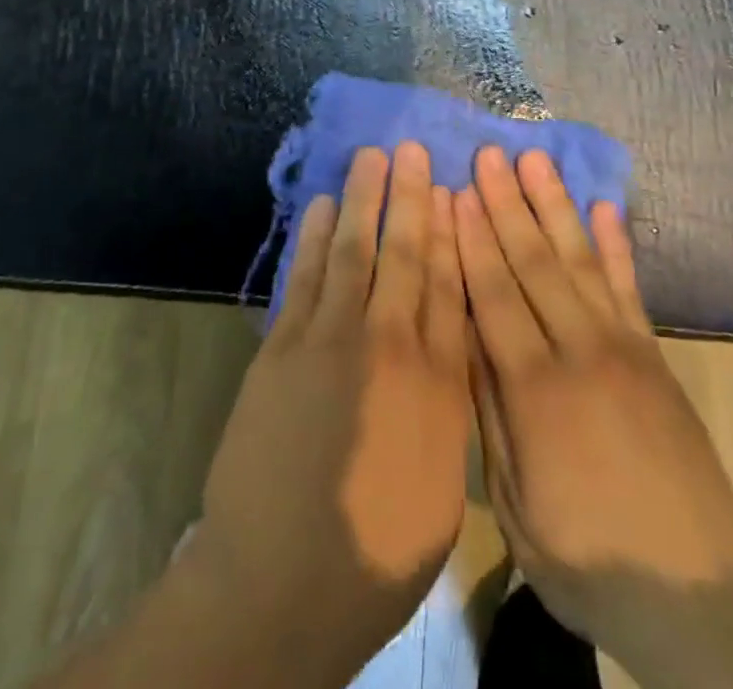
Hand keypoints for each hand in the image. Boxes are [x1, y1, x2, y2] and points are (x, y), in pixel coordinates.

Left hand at [185, 141, 471, 684]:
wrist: (282, 582)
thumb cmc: (376, 550)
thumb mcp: (442, 485)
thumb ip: (448, 405)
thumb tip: (450, 345)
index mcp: (436, 383)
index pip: (448, 285)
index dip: (450, 231)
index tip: (451, 189)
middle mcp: (388, 345)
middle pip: (405, 256)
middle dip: (411, 198)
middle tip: (413, 150)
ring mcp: (329, 340)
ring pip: (353, 252)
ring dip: (362, 200)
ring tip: (371, 157)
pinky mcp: (282, 347)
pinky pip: (304, 278)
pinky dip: (313, 238)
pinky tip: (322, 206)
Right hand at [456, 148, 732, 660]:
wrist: (700, 601)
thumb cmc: (589, 560)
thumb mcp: (515, 504)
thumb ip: (489, 414)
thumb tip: (463, 336)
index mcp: (535, 390)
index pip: (492, 294)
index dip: (470, 239)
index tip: (453, 191)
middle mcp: (579, 351)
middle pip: (533, 262)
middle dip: (505, 204)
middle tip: (487, 154)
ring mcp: (623, 347)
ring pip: (579, 259)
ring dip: (553, 205)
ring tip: (533, 160)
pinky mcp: (655, 355)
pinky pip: (630, 287)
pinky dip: (616, 243)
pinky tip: (605, 206)